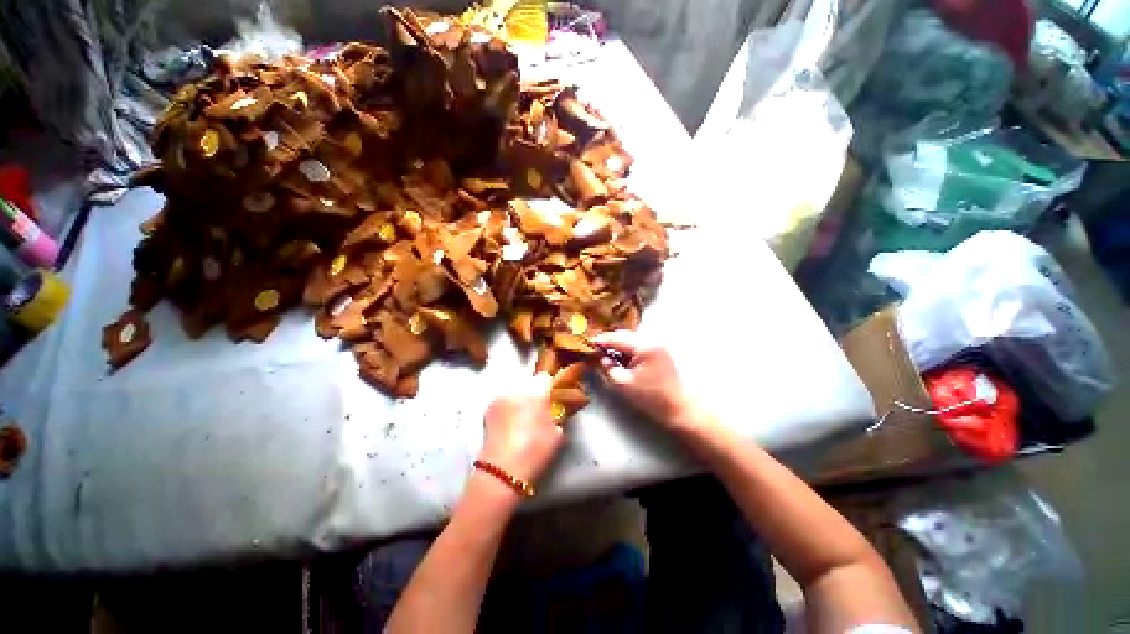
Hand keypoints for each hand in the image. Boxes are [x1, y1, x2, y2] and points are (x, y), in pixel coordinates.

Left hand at [478, 373, 563, 484]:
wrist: (502, 471)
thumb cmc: (535, 451)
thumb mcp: (557, 434)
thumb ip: (557, 415)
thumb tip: (555, 409)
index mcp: (535, 392)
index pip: (545, 378)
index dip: (550, 388)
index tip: (552, 400)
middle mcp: (516, 389)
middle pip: (529, 385)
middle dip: (534, 395)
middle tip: (538, 412)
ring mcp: (499, 398)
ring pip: (515, 393)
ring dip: (520, 401)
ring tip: (522, 420)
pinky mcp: (488, 410)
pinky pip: (503, 402)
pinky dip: (508, 408)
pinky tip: (510, 425)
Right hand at [592, 330, 705, 432]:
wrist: (677, 407)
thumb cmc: (650, 398)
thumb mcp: (622, 383)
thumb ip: (608, 367)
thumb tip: (599, 356)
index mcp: (644, 347)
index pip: (617, 338)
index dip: (601, 340)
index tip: (588, 343)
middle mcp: (652, 340)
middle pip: (625, 334)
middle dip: (609, 341)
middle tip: (596, 349)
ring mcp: (658, 344)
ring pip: (631, 338)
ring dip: (618, 344)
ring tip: (606, 354)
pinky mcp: (660, 351)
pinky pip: (639, 344)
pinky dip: (628, 349)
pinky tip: (621, 358)